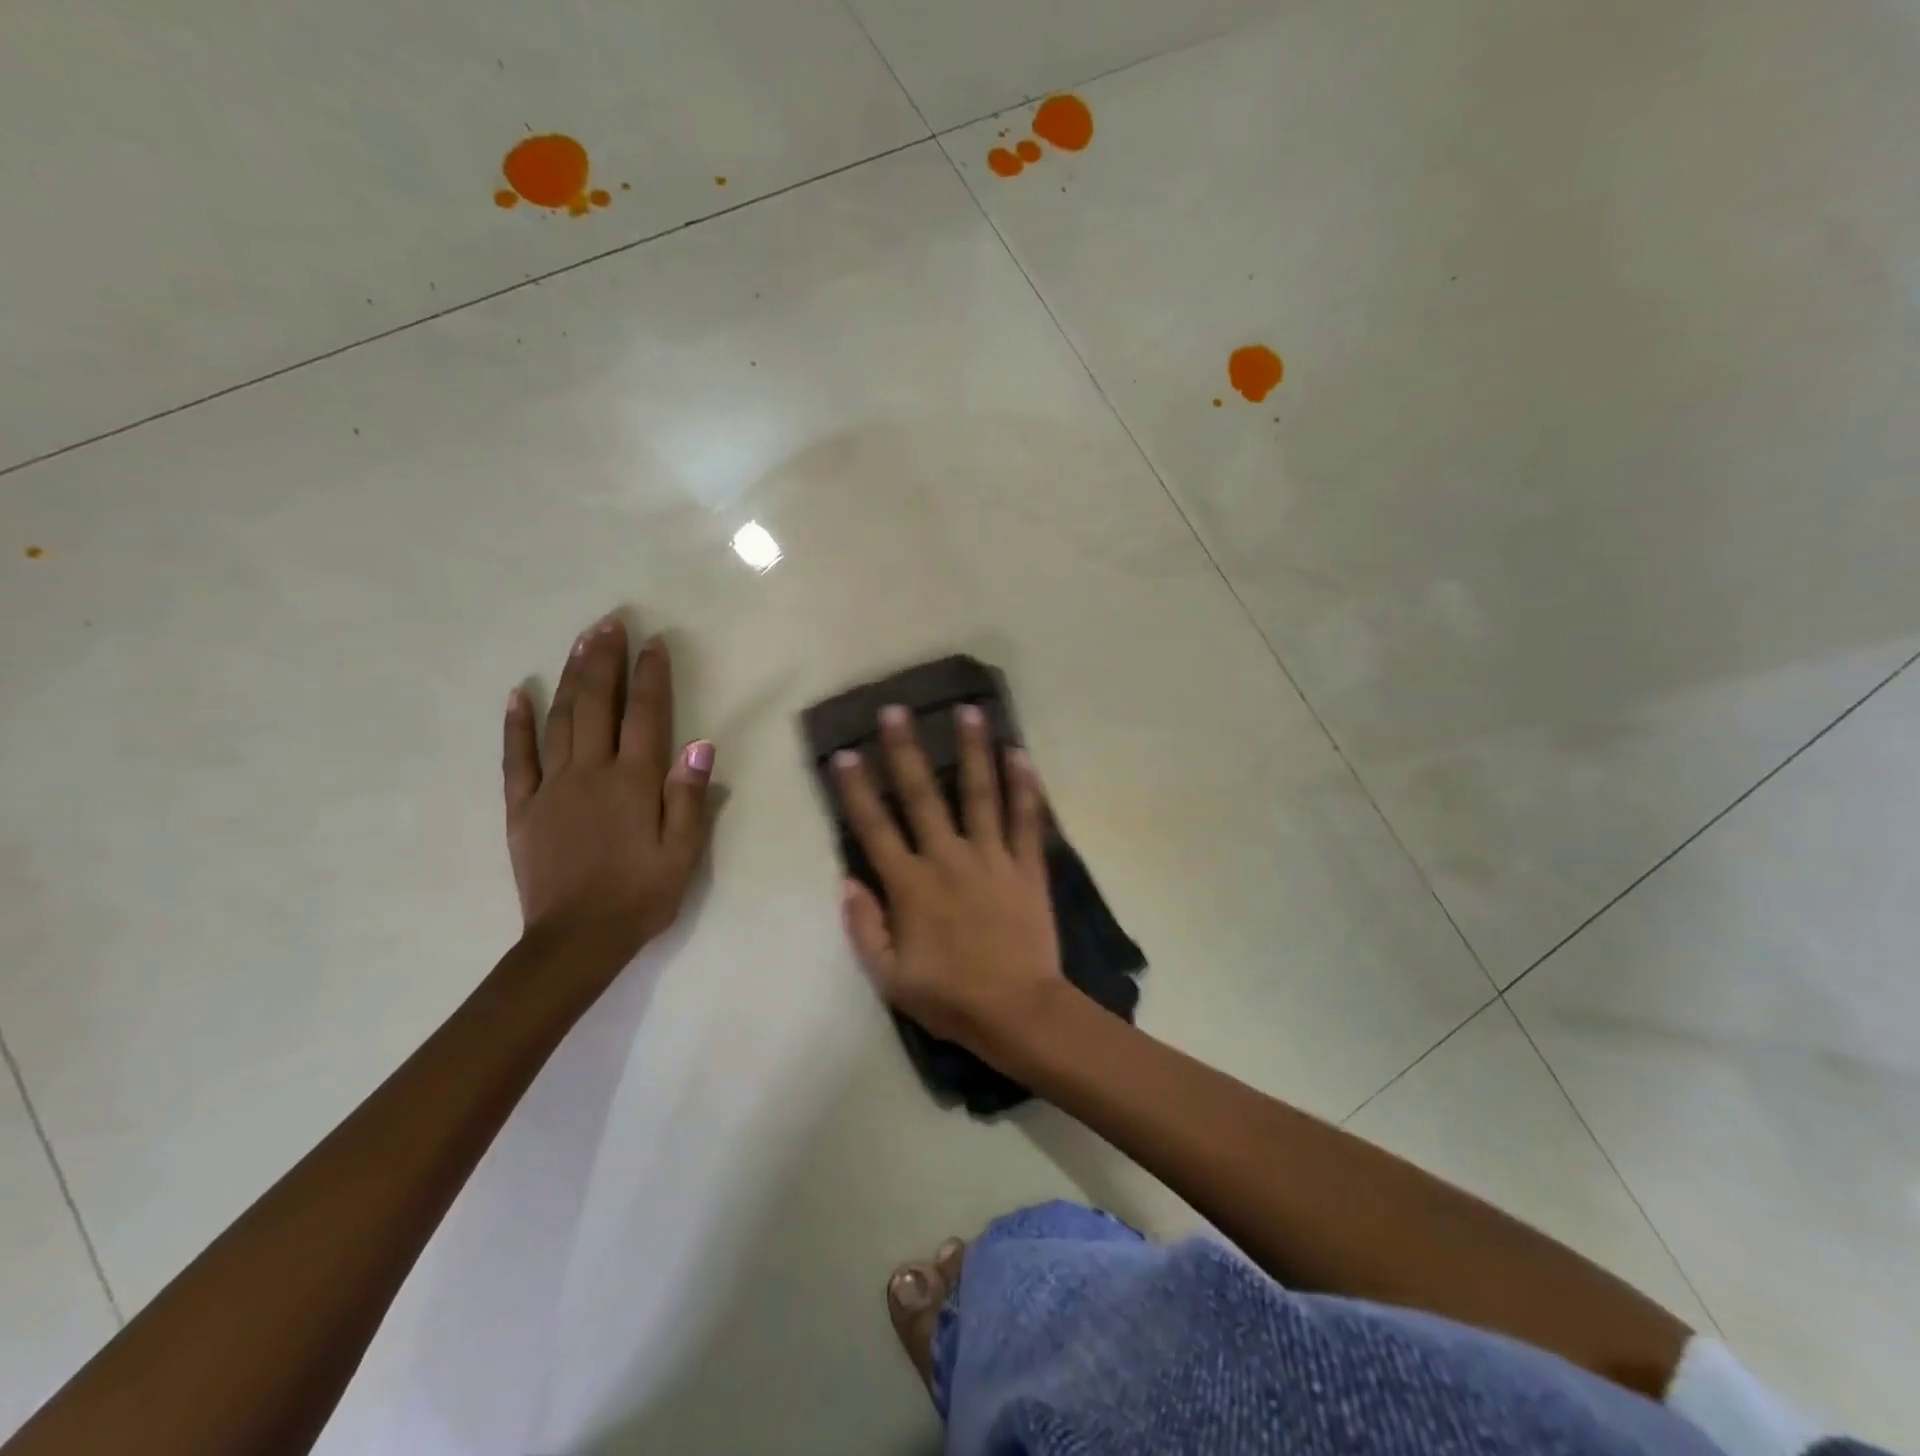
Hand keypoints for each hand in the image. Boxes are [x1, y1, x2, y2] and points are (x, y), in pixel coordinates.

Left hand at [503, 616, 713, 958]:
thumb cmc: (641, 896)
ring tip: (580, 642)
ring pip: (560, 719)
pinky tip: (518, 694)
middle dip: (604, 660)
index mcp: (634, 783)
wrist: (576, 941)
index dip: (651, 676)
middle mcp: (590, 773)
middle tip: (610, 622)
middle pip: (597, 704)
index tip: (654, 642)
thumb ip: (689, 797)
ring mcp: (551, 787)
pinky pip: (516, 758)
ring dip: (570, 677)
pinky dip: (516, 724)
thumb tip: (700, 744)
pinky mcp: (522, 807)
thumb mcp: (683, 854)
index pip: (645, 715)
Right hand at [835, 703, 1064, 1056]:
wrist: (1018, 1012)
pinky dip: (1025, 787)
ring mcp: (992, 858)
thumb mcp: (890, 978)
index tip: (844, 754)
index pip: (874, 828)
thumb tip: (848, 881)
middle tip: (897, 711)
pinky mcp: (1027, 867)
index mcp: (910, 886)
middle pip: (923, 796)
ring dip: (973, 751)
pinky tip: (1021, 754)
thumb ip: (864, 927)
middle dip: (906, 751)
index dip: (855, 790)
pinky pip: (1026, 820)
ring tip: (969, 711)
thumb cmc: (950, 998)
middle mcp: (948, 859)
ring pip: (980, 794)